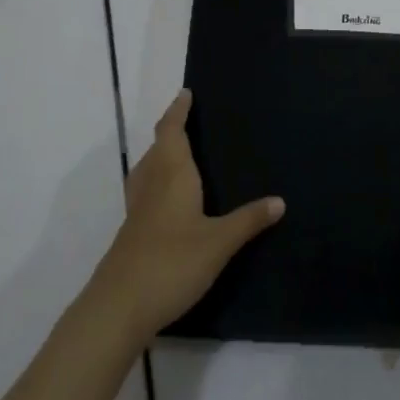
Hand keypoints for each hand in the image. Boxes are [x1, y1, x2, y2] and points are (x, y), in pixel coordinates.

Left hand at [91, 89, 284, 343]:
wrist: (119, 306)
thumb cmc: (172, 263)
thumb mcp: (219, 243)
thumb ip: (248, 220)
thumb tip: (280, 200)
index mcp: (172, 175)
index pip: (171, 131)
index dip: (178, 111)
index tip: (186, 94)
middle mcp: (151, 183)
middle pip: (157, 146)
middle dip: (172, 130)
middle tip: (191, 121)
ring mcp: (138, 208)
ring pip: (148, 167)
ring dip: (162, 154)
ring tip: (181, 154)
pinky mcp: (133, 230)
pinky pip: (146, 189)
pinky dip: (158, 179)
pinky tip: (171, 199)